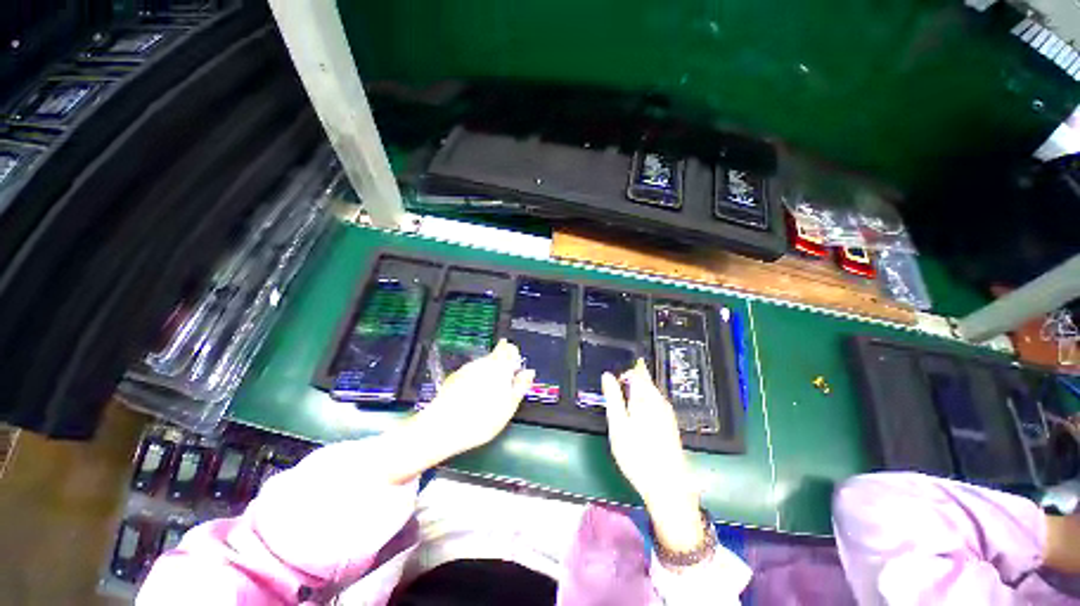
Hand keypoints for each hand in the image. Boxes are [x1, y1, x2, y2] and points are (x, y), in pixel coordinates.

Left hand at [408, 339, 534, 459]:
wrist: (444, 426)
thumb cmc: (482, 419)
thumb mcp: (509, 406)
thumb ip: (521, 386)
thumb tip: (529, 373)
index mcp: (500, 367)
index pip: (509, 349)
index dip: (514, 354)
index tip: (516, 364)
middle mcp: (483, 363)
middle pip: (496, 355)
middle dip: (502, 364)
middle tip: (505, 382)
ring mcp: (467, 368)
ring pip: (483, 364)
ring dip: (489, 372)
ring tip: (490, 393)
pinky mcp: (455, 376)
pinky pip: (471, 372)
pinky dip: (475, 379)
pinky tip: (474, 396)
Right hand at [602, 359, 703, 552]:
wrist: (667, 486)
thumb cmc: (637, 455)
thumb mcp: (618, 425)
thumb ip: (613, 397)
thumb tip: (607, 375)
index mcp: (646, 398)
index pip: (638, 372)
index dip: (626, 369)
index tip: (615, 375)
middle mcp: (659, 401)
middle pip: (646, 381)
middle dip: (632, 378)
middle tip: (616, 384)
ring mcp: (667, 413)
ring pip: (651, 392)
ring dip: (638, 389)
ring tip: (624, 397)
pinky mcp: (670, 424)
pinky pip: (656, 403)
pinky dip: (645, 401)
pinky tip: (638, 412)